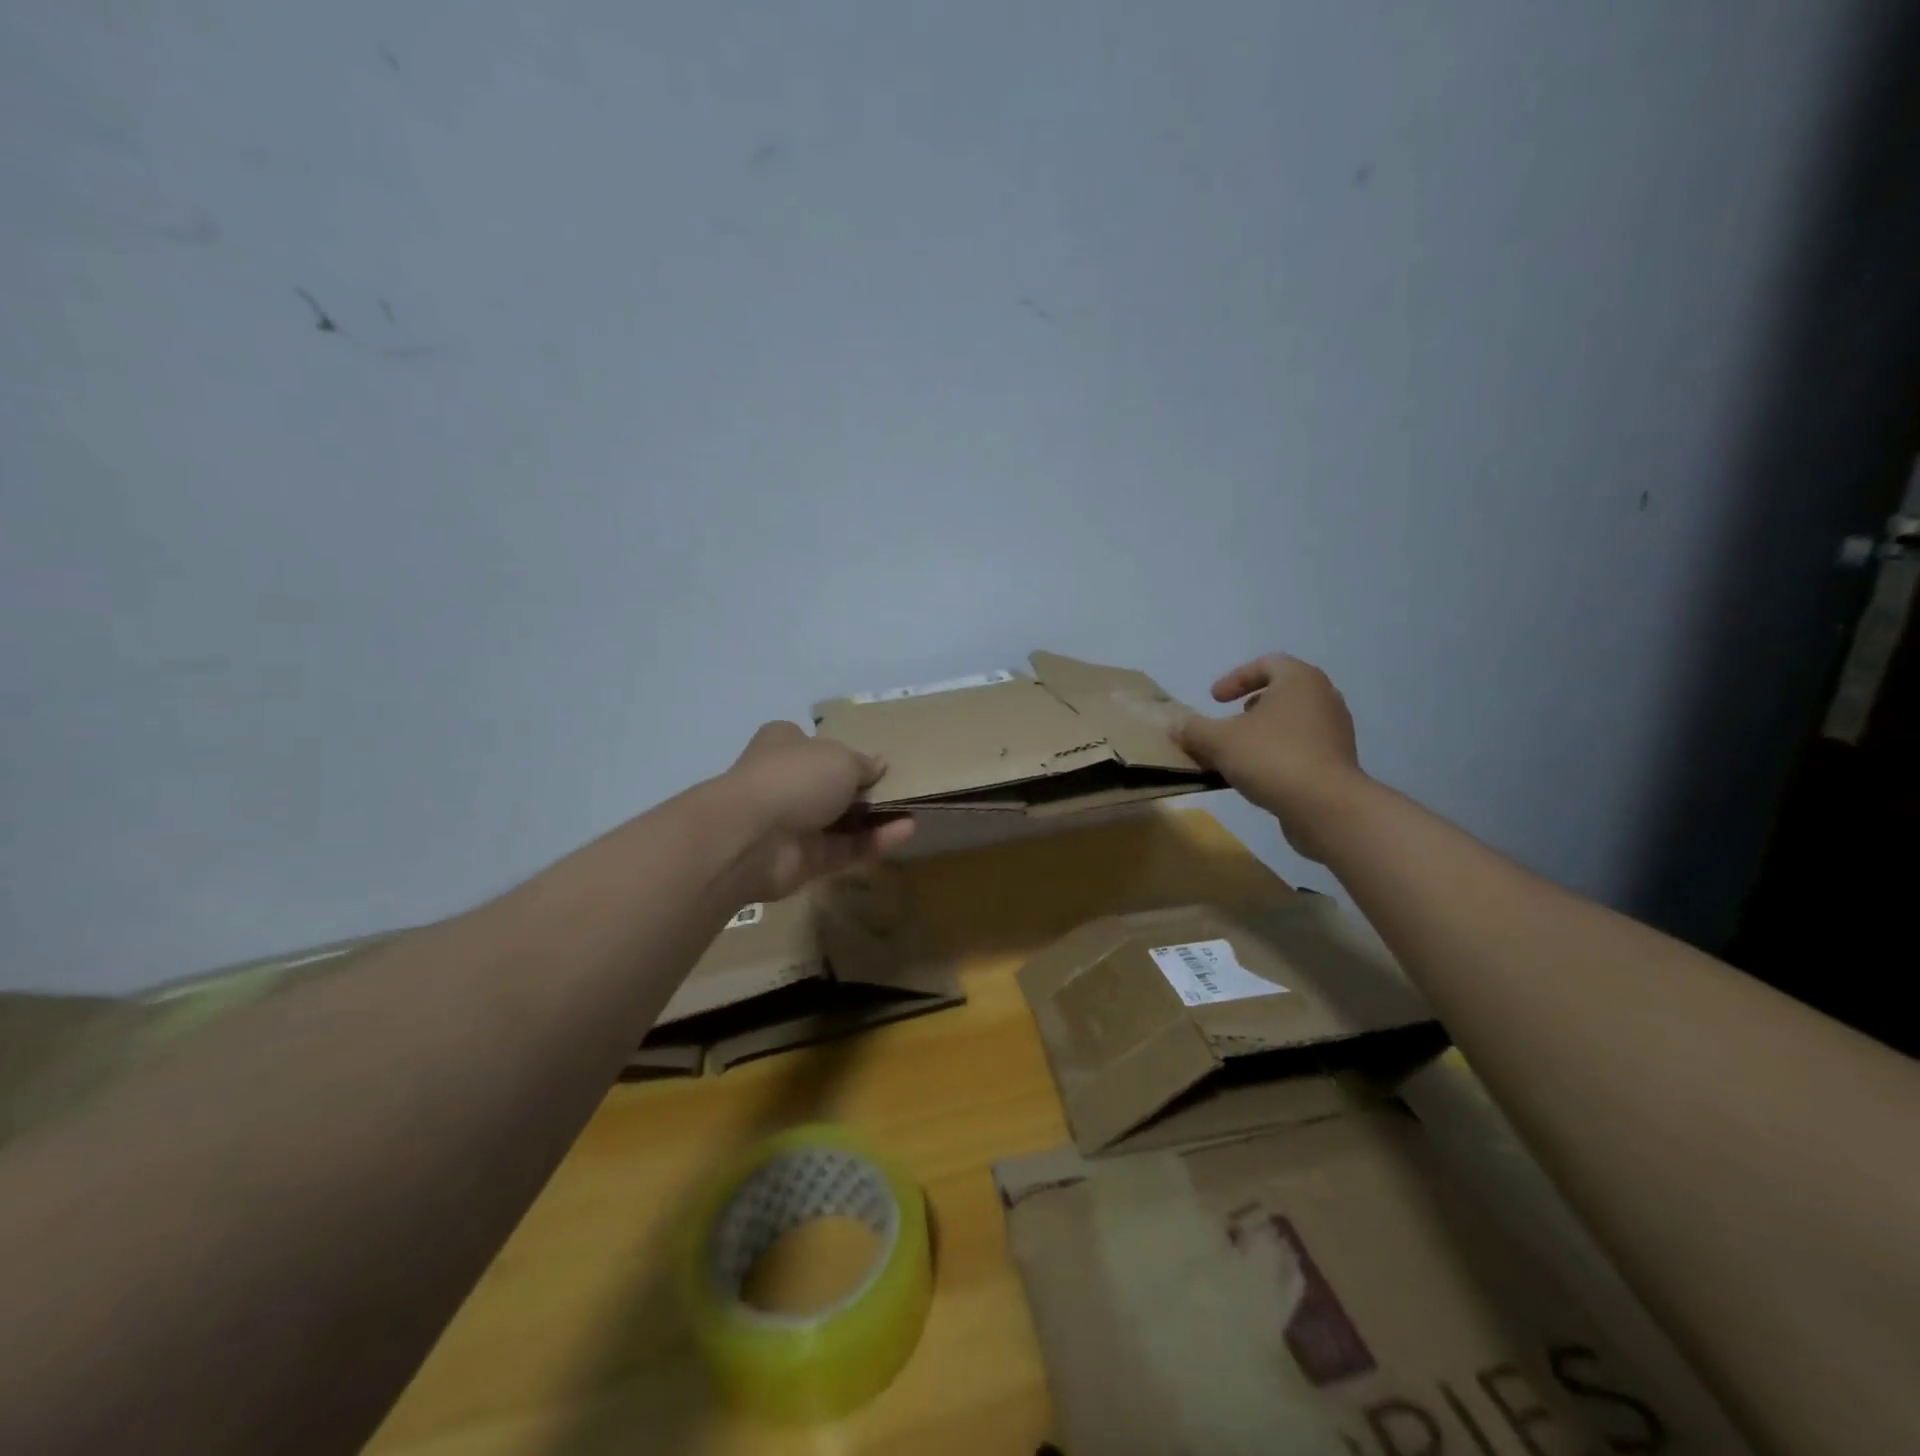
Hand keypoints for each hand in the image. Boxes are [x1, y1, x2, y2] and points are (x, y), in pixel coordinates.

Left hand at [720, 722, 914, 901]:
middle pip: (831, 785)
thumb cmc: (795, 778)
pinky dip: (874, 841)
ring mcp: (793, 824)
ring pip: (841, 820)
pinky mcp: (804, 861)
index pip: (814, 744)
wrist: (752, 837)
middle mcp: (786, 782)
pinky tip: (906, 831)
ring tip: (915, 810)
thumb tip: (878, 765)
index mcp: (784, 745)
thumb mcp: (841, 758)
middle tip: (903, 787)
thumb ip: (864, 764)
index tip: (875, 760)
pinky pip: (845, 848)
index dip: (842, 750)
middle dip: (864, 788)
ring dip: (876, 817)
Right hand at [1171, 655, 1367, 860]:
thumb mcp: (1218, 741)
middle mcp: (1324, 698)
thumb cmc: (1271, 758)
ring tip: (1239, 752)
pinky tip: (1259, 774)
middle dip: (1251, 706)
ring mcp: (1336, 730)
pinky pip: (1303, 747)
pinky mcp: (1339, 761)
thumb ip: (1193, 729)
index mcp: (1300, 680)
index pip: (1267, 663)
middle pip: (1282, 692)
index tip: (1215, 699)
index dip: (1236, 678)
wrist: (1325, 806)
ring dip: (1264, 732)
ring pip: (1293, 721)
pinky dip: (1279, 753)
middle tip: (1229, 722)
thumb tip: (1175, 726)